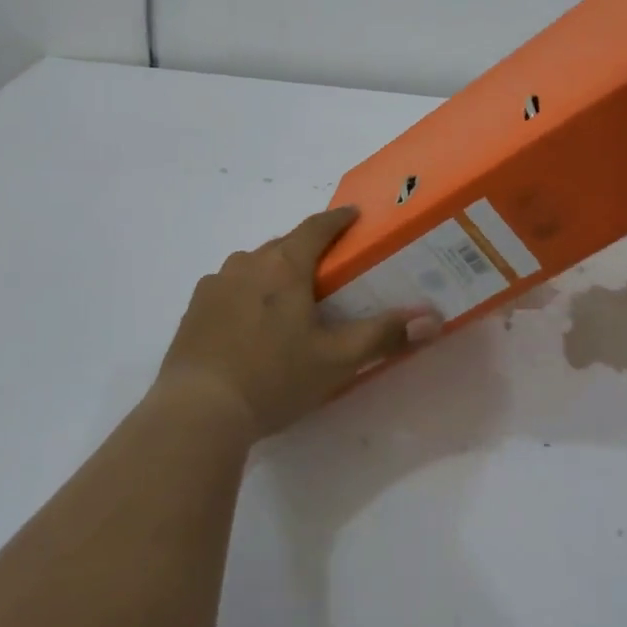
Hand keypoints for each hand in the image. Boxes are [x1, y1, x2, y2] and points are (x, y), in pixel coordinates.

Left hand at [155, 207, 440, 439]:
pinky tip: (250, 325)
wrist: (197, 411)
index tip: (353, 215)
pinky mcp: (194, 308)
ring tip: (288, 301)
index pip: (316, 227)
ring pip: (253, 265)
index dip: (338, 219)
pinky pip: (229, 288)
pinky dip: (245, 294)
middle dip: (307, 251)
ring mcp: (216, 284)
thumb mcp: (337, 360)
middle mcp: (247, 263)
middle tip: (327, 272)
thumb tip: (432, 318)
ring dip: (273, 272)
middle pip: (284, 245)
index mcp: (284, 265)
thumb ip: (384, 335)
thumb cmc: (274, 377)